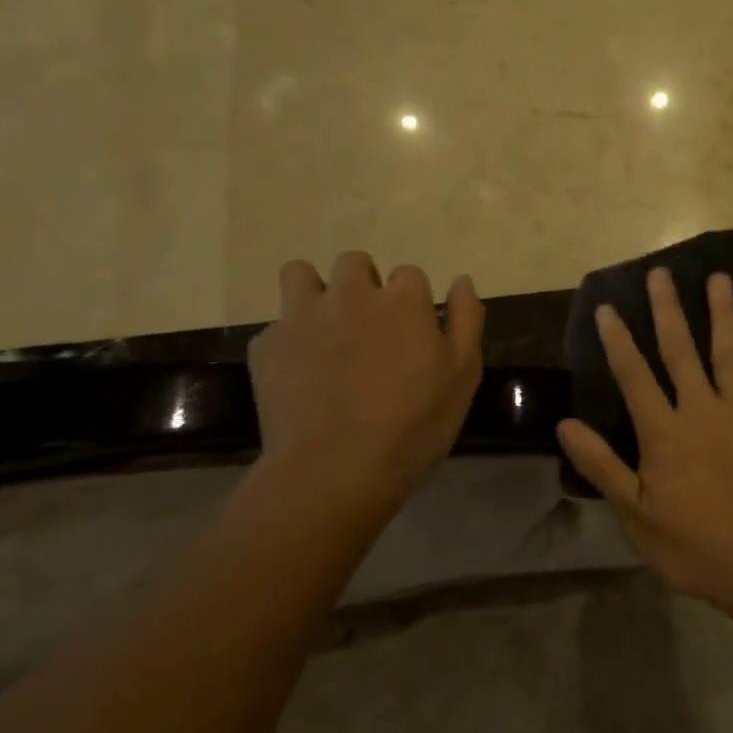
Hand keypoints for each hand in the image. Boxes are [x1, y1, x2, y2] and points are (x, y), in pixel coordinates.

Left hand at [248, 251, 484, 511]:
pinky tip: (300, 373)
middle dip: (364, 284)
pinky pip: (276, 326)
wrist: (334, 470)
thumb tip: (461, 280)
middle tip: (371, 327)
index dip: (413, 302)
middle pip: (355, 262)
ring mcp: (302, 317)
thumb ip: (466, 319)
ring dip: (315, 291)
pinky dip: (290, 341)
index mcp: (402, 301)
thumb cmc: (413, 424)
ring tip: (325, 328)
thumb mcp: (463, 375)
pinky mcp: (267, 346)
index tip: (414, 332)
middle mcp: (351, 295)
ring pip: (301, 274)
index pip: (410, 274)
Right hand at [556, 268, 732, 615]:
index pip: (634, 376)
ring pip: (729, 352)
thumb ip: (603, 466)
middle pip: (680, 350)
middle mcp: (701, 410)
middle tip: (661, 273)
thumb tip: (565, 425)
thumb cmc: (696, 547)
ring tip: (719, 277)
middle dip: (668, 310)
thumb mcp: (637, 516)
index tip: (607, 306)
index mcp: (664, 433)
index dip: (618, 340)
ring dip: (722, 313)